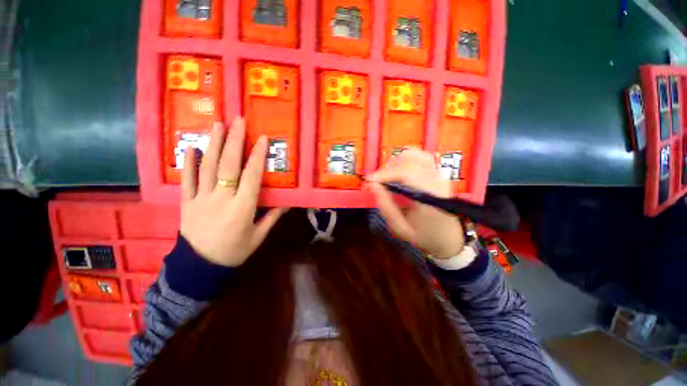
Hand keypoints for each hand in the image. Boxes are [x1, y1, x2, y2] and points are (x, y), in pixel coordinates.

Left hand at [180, 118, 285, 266]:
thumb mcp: (258, 236)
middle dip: (234, 141)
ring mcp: (200, 199)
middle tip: (238, 121)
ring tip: (217, 125)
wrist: (199, 268)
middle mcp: (221, 198)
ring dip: (213, 144)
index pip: (251, 176)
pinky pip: (186, 180)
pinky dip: (188, 163)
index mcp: (242, 208)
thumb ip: (272, 217)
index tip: (262, 139)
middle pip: (228, 166)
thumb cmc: (234, 252)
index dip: (257, 156)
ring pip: (207, 168)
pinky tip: (191, 147)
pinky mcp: (186, 202)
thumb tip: (287, 202)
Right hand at [369, 149, 465, 259]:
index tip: (370, 181)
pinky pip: (419, 157)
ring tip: (388, 177)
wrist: (449, 236)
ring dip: (396, 163)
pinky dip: (404, 161)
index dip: (386, 173)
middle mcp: (437, 180)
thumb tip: (372, 185)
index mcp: (430, 197)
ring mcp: (439, 174)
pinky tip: (398, 173)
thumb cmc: (424, 235)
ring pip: (415, 154)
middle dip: (388, 169)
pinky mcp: (437, 172)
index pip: (407, 173)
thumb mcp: (400, 227)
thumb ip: (385, 206)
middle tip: (378, 183)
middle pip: (410, 160)